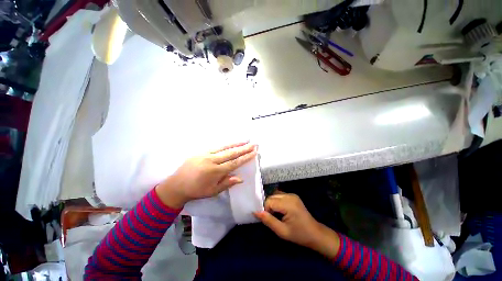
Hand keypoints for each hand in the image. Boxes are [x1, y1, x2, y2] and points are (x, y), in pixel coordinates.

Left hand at [156, 142, 256, 208]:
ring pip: (224, 147)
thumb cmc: (196, 190)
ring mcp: (206, 154)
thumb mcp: (213, 191)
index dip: (245, 157)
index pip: (235, 162)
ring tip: (245, 140)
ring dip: (236, 144)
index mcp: (215, 171)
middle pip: (231, 153)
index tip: (254, 152)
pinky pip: (216, 147)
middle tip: (253, 144)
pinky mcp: (201, 152)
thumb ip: (227, 183)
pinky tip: (231, 143)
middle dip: (244, 148)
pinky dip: (225, 144)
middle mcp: (212, 160)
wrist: (176, 185)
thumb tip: (241, 178)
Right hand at [254, 193, 340, 258]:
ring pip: (275, 195)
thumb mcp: (282, 231)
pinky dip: (277, 201)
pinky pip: (280, 195)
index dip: (266, 210)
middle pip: (272, 197)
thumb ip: (268, 220)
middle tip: (272, 218)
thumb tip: (256, 212)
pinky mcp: (293, 196)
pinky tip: (280, 210)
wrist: (315, 233)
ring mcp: (292, 195)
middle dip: (268, 206)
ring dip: (272, 203)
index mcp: (288, 204)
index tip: (269, 219)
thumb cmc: (299, 234)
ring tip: (276, 214)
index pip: (269, 201)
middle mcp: (290, 196)